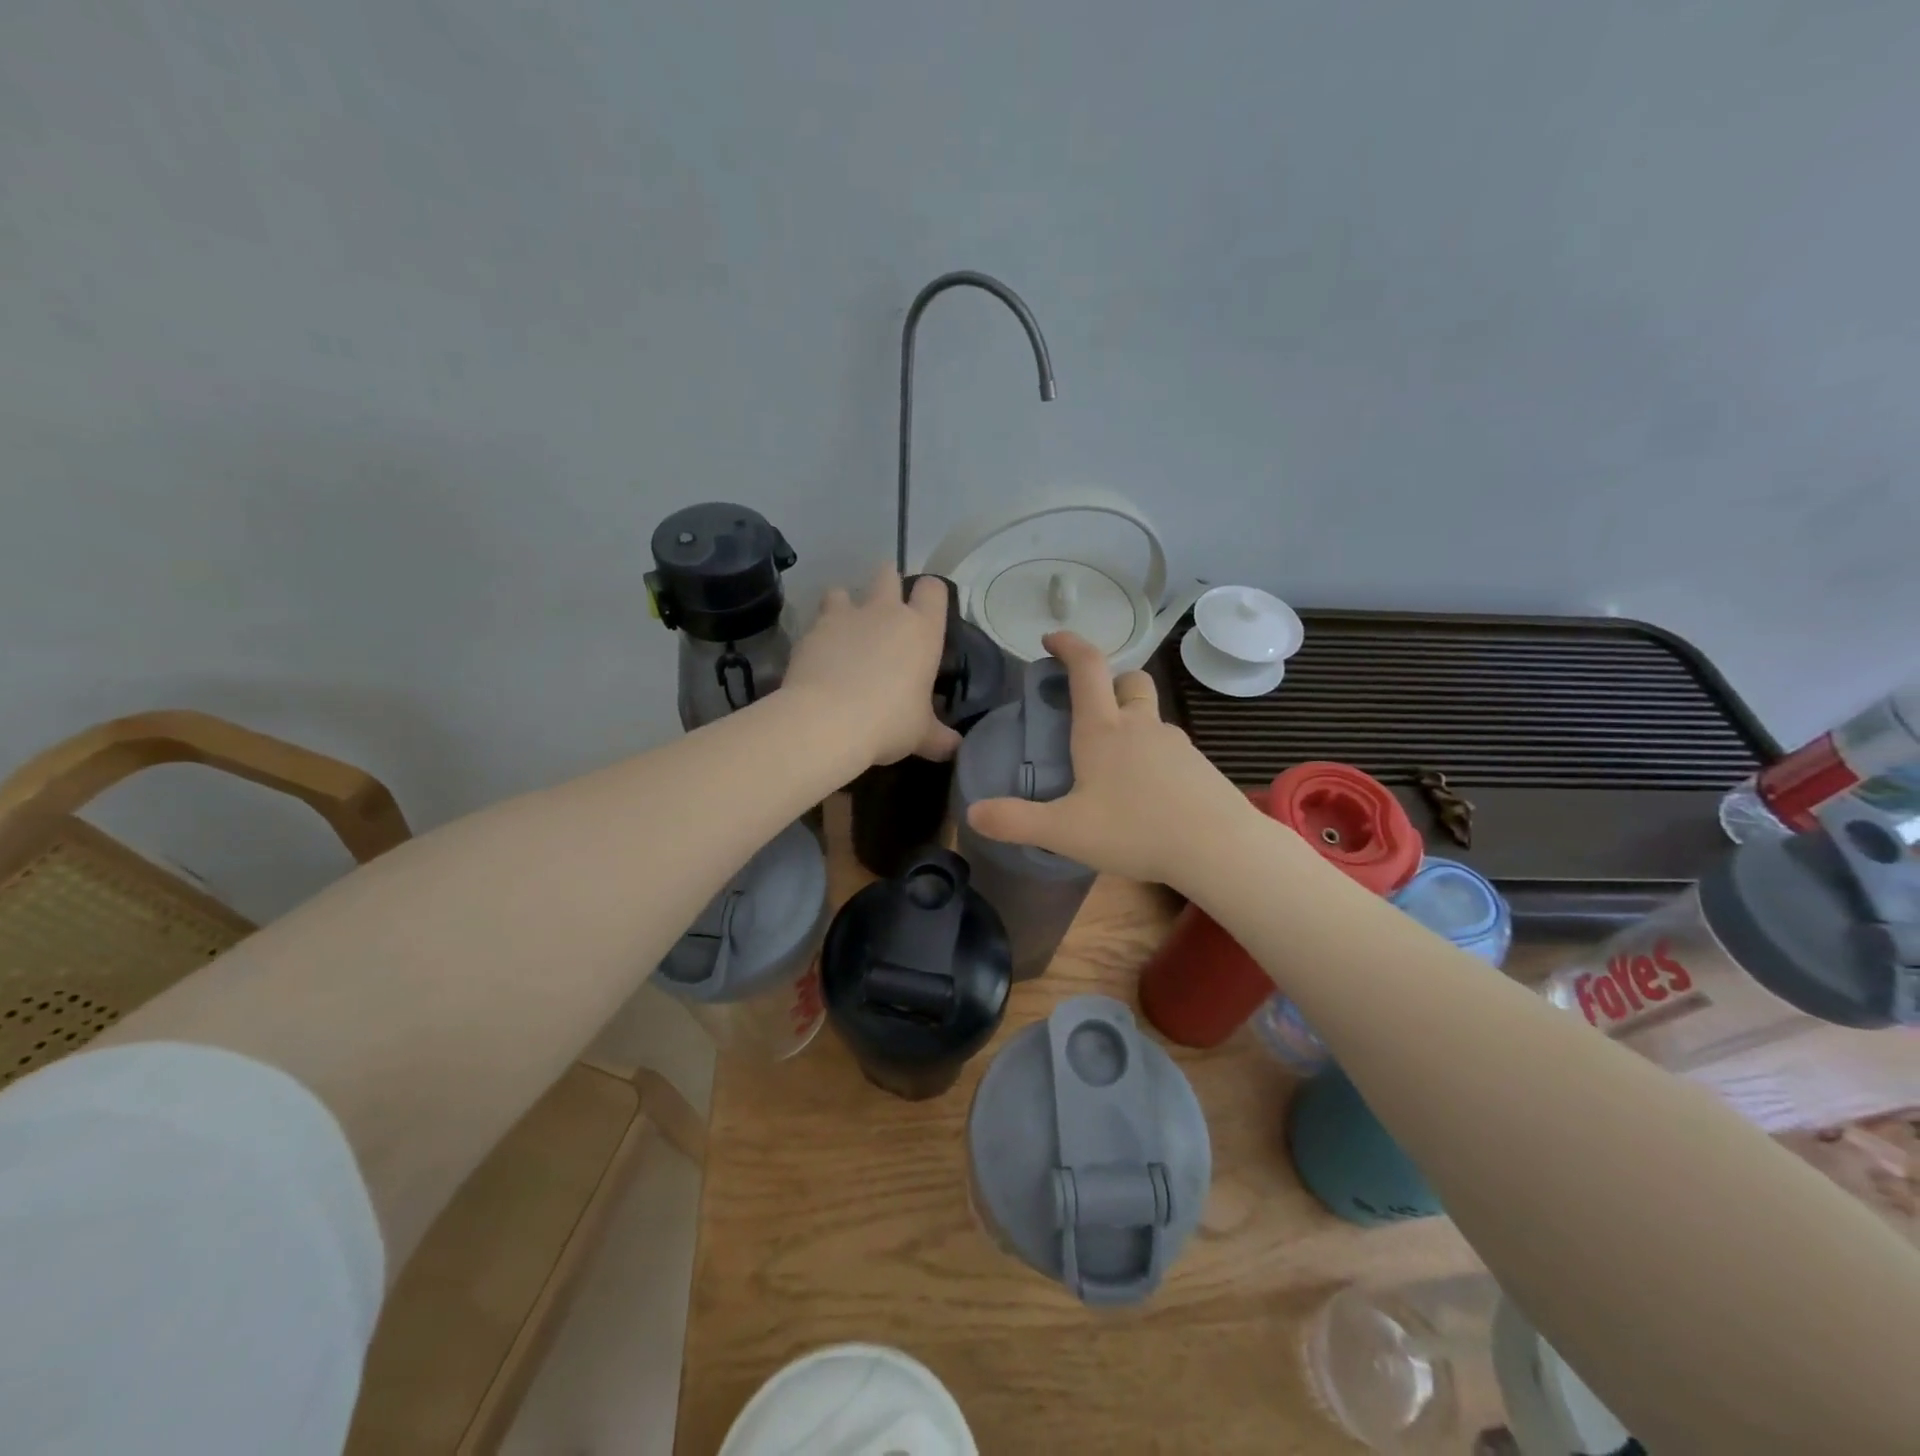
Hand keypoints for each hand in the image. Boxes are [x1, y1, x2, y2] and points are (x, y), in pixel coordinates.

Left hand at [784, 565, 961, 767]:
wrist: (827, 721)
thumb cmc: (888, 723)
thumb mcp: (920, 735)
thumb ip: (939, 737)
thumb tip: (956, 748)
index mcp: (921, 630)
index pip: (933, 589)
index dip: (930, 594)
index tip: (925, 611)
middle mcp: (885, 612)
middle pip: (887, 574)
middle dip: (886, 585)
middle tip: (885, 614)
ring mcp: (845, 616)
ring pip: (843, 591)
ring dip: (844, 605)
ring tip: (843, 631)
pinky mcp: (811, 630)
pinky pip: (816, 621)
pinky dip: (818, 634)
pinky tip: (818, 658)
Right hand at [965, 631, 1258, 887]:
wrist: (1218, 848)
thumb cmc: (1136, 830)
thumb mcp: (1065, 831)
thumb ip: (1016, 821)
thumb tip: (973, 812)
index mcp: (1103, 730)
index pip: (1087, 667)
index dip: (1068, 645)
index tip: (1051, 639)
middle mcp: (1141, 726)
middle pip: (1130, 681)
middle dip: (1109, 682)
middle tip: (1088, 708)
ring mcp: (1176, 744)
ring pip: (1150, 716)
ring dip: (1130, 722)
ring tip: (1112, 764)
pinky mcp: (1198, 766)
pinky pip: (1169, 747)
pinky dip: (1151, 755)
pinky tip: (1146, 793)